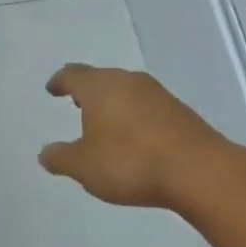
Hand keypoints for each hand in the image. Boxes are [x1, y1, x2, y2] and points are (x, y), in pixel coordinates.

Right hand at [39, 64, 225, 209]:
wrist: (200, 171)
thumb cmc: (130, 163)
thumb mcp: (84, 167)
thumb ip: (61, 158)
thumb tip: (46, 152)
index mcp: (100, 88)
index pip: (73, 75)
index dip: (60, 81)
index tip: (52, 89)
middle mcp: (128, 82)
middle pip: (101, 78)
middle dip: (87, 89)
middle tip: (76, 102)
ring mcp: (158, 94)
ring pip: (126, 90)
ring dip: (112, 103)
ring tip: (104, 121)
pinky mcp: (180, 111)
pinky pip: (147, 106)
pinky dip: (134, 115)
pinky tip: (134, 136)